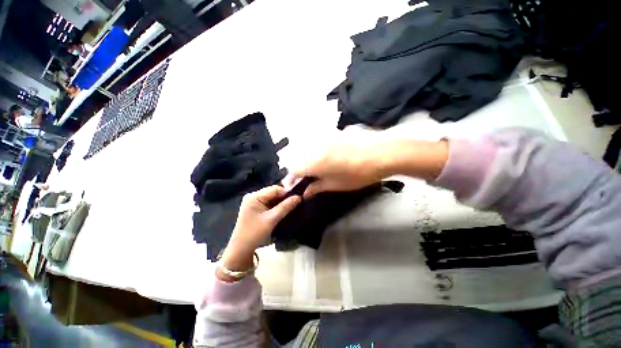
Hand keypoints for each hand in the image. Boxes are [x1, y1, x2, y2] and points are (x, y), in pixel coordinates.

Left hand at [219, 186, 301, 275]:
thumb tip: (299, 197)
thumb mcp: (272, 219)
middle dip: (284, 198)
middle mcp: (253, 196)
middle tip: (296, 203)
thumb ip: (286, 207)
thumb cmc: (255, 233)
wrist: (241, 250)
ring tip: (292, 207)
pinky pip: (269, 204)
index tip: (298, 198)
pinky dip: (277, 207)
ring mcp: (254, 202)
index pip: (275, 189)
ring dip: (281, 203)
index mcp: (255, 196)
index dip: (287, 193)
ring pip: (272, 199)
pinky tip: (283, 211)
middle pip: (274, 193)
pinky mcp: (256, 209)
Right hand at [288, 141, 392, 196]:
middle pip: (298, 155)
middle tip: (308, 175)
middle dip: (299, 165)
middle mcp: (314, 146)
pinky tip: (328, 153)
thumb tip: (305, 192)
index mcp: (313, 162)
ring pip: (307, 145)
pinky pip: (318, 139)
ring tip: (317, 164)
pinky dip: (317, 147)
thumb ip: (317, 187)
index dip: (291, 178)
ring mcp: (323, 136)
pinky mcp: (333, 131)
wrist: (381, 154)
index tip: (293, 184)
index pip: (293, 169)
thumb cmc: (358, 174)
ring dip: (306, 155)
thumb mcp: (336, 185)